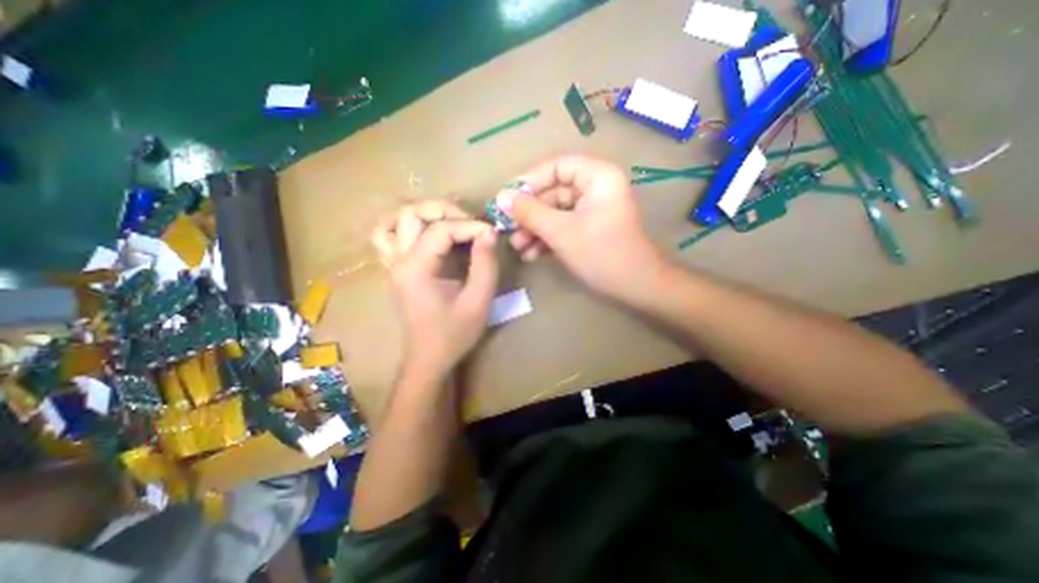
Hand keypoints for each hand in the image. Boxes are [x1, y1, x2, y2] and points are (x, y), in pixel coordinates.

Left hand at [372, 204, 501, 374]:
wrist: (429, 358)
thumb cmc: (454, 333)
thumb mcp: (478, 301)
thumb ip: (486, 264)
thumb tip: (489, 232)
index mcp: (416, 269)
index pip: (441, 229)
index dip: (470, 226)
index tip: (491, 234)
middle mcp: (399, 261)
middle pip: (411, 214)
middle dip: (445, 210)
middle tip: (471, 223)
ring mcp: (393, 264)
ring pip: (394, 221)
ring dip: (422, 214)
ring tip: (448, 220)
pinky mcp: (396, 270)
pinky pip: (387, 237)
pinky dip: (404, 226)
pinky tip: (424, 232)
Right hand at [498, 155, 668, 305]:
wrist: (636, 288)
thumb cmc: (602, 254)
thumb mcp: (561, 231)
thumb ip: (530, 212)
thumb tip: (501, 198)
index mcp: (597, 177)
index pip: (556, 167)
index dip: (529, 181)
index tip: (507, 200)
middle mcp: (595, 188)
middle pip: (553, 192)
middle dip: (530, 214)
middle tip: (508, 230)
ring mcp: (592, 210)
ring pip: (555, 212)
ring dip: (535, 229)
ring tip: (518, 247)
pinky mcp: (589, 228)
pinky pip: (563, 226)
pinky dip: (547, 238)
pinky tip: (531, 254)